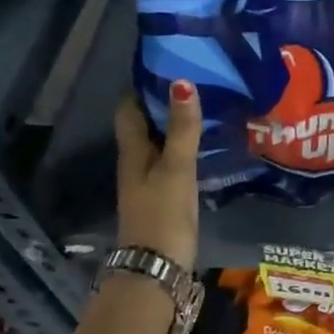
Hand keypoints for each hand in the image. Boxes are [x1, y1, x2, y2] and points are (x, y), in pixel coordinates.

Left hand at [113, 82, 200, 268]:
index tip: (167, 64)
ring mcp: (148, 184)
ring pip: (158, 145)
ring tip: (205, 108)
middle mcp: (135, 164)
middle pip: (144, 126)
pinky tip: (204, 148)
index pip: (129, 109)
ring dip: (175, 127)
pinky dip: (184, 150)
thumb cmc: (163, 215)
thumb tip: (181, 82)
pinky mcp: (164, 200)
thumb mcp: (176, 169)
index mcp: (132, 152)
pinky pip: (171, 164)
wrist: (156, 269)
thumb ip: (182, 129)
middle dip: (163, 104)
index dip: (142, 86)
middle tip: (195, 82)